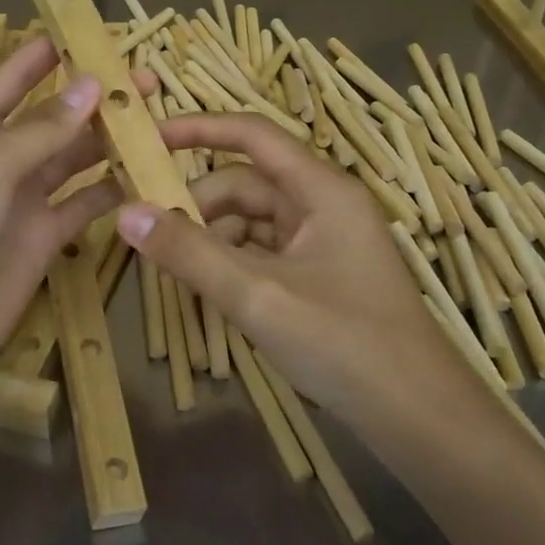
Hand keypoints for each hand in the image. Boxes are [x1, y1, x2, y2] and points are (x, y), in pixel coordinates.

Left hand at [0, 39, 123, 403]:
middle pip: (52, 120)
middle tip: (145, 83)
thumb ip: (40, 129)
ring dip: (109, 142)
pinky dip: (111, 191)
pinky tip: (145, 177)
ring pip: (73, 160)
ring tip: (156, 124)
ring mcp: (21, 202)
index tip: (83, 32)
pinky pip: (83, 205)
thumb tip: (90, 84)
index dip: (42, 56)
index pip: (8, 82)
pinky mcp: (43, 239)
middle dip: (94, 100)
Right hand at [116, 113, 487, 442]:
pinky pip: (263, 253)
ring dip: (210, 238)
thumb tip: (126, 212)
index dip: (199, 128)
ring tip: (171, 268)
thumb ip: (189, 252)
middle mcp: (323, 205)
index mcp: (321, 189)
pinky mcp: (319, 276)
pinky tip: (205, 289)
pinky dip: (231, 263)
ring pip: (251, 221)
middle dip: (197, 203)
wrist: (418, 416)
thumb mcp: (257, 295)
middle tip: (147, 233)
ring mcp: (323, 243)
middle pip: (245, 183)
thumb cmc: (343, 343)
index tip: (148, 138)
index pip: (252, 135)